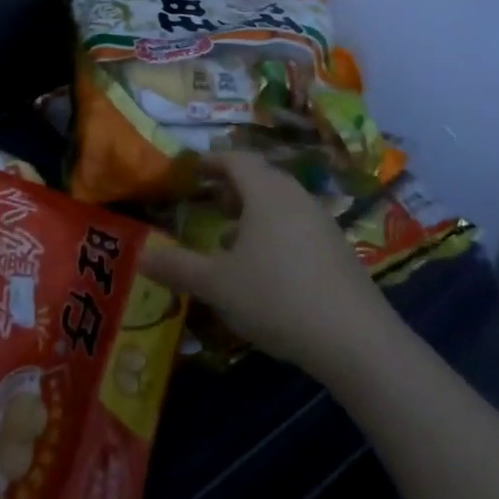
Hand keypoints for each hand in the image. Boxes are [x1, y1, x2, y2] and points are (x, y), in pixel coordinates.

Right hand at [139, 151, 390, 379]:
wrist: (356, 340)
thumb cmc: (277, 297)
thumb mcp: (217, 285)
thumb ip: (178, 267)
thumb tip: (142, 255)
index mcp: (266, 191)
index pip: (235, 159)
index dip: (210, 161)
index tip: (191, 170)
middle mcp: (295, 196)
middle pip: (260, 177)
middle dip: (232, 187)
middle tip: (209, 203)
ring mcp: (322, 221)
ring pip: (281, 202)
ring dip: (254, 212)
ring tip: (232, 240)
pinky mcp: (339, 249)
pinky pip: (299, 225)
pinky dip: (276, 232)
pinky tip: (267, 269)